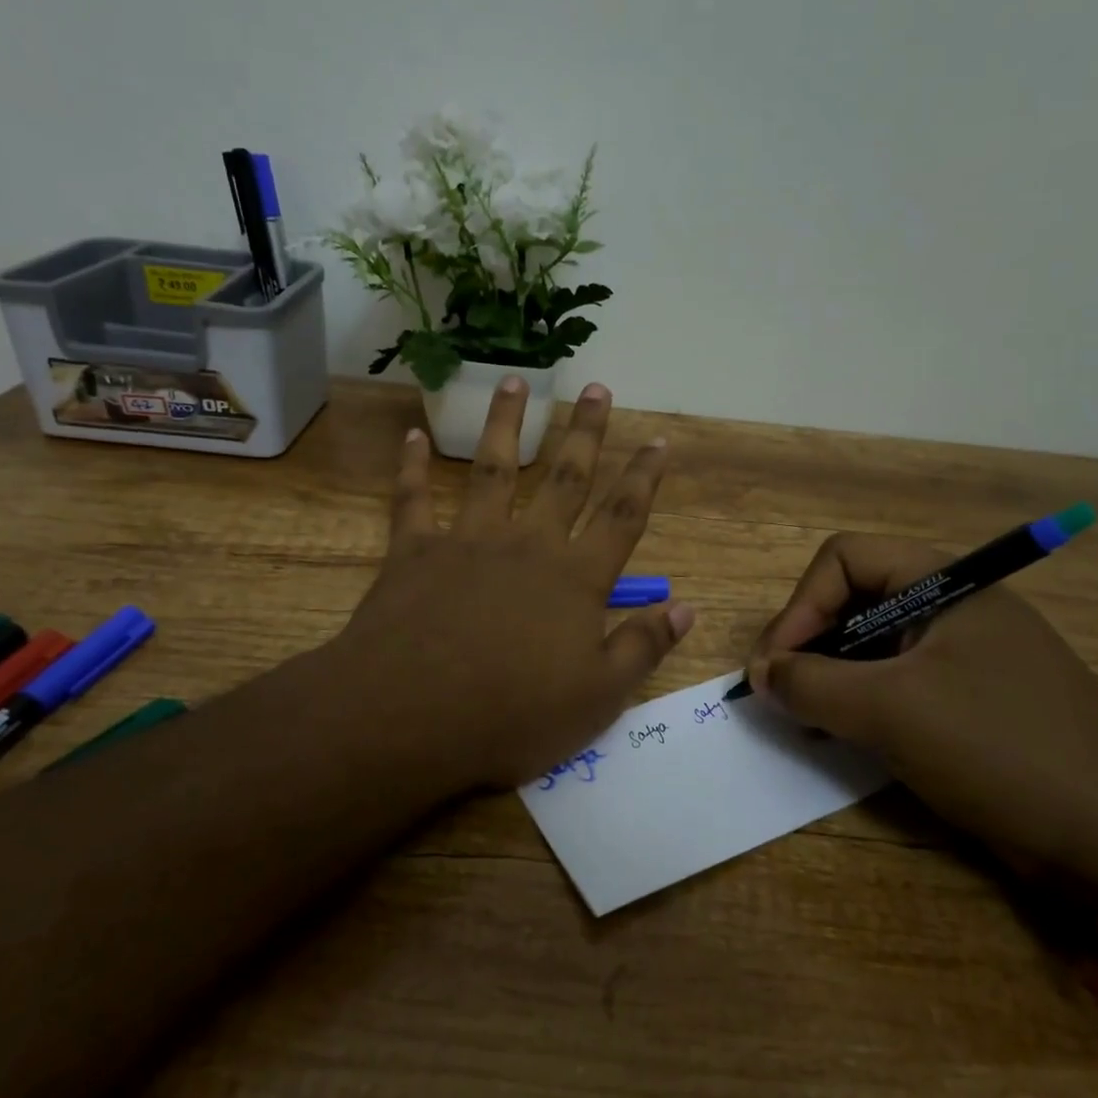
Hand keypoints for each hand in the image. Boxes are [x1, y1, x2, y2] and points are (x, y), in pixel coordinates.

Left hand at [315, 377, 693, 796]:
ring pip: (493, 469)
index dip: (644, 477)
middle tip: (597, 387)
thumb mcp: (598, 697)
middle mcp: (528, 545)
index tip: (658, 440)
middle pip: (565, 477)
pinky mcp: (415, 552)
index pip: (622, 517)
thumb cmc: (513, 714)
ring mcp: (469, 541)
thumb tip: (686, 608)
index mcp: (575, 579)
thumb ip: (642, 647)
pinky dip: (412, 466)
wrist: (412, 716)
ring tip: (515, 381)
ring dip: (506, 423)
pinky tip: (413, 435)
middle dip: (585, 432)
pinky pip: (413, 499)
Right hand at [746, 535, 1097, 891]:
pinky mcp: (968, 700)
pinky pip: (896, 683)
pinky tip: (844, 737)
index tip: (776, 664)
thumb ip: (812, 683)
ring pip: (872, 645)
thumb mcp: (891, 710)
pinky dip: (861, 703)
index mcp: (946, 584)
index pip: (844, 558)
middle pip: (854, 599)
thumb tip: (760, 675)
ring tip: (808, 720)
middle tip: (783, 694)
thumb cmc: (998, 748)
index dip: (801, 604)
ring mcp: (963, 655)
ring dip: (830, 677)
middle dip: (809, 643)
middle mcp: (953, 607)